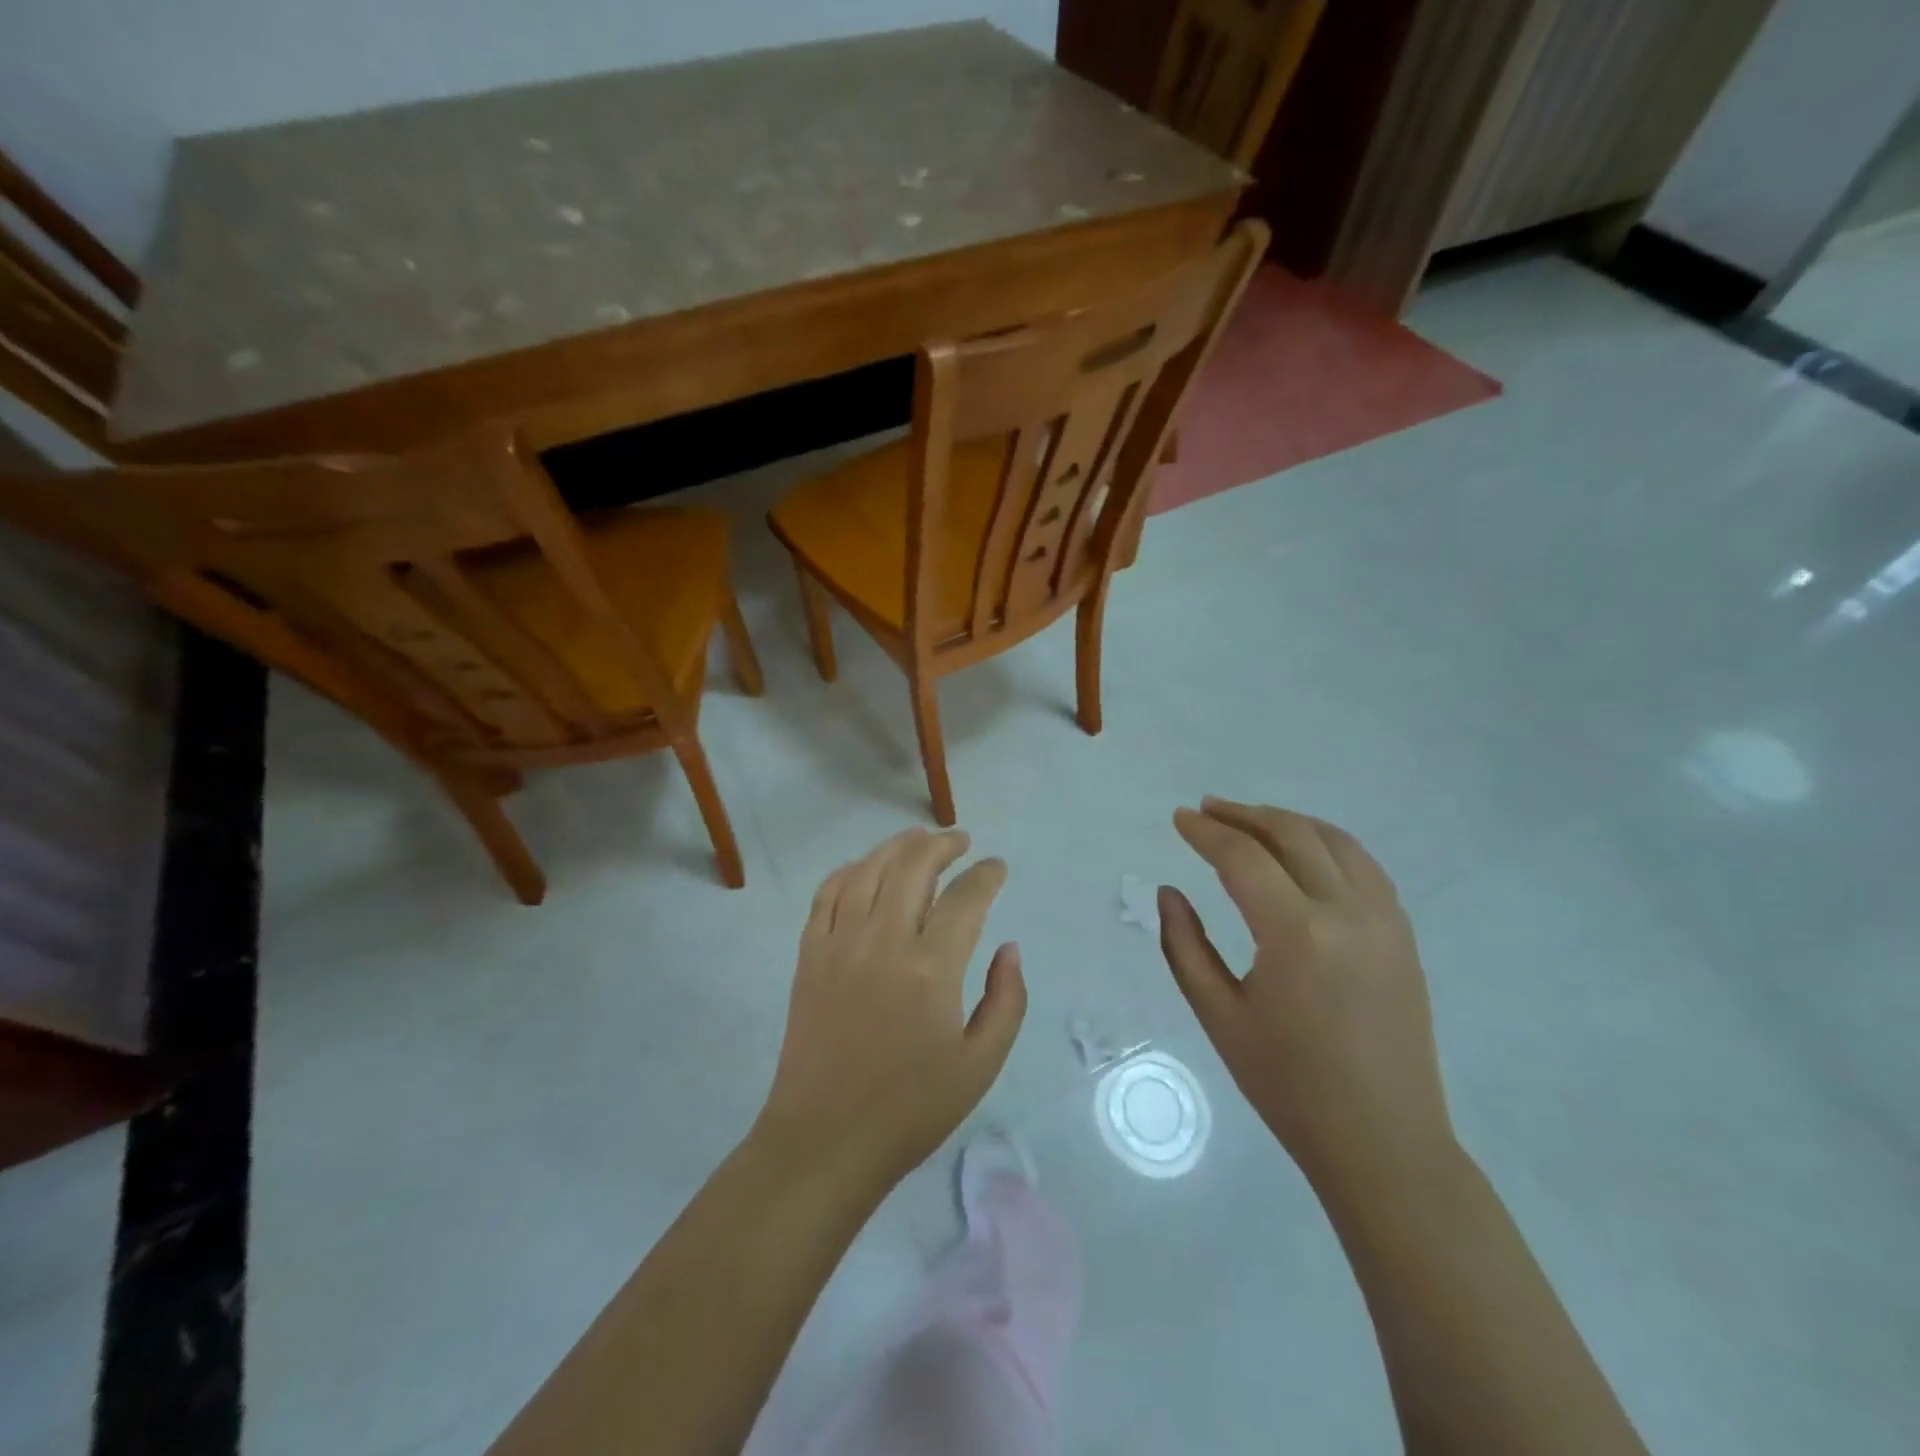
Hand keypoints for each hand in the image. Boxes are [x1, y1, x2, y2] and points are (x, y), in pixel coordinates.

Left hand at [757, 828, 1025, 1193]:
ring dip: (897, 846)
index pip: (966, 897)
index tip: (997, 867)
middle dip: (943, 845)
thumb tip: (1007, 947)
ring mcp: (840, 943)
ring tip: (919, 839)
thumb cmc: (911, 1108)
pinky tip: (865, 868)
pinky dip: (850, 870)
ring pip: (869, 869)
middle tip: (961, 841)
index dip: (986, 875)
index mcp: (931, 968)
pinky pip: (828, 893)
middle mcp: (884, 941)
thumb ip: (1006, 1000)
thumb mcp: (981, 1064)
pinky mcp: (809, 954)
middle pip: (914, 866)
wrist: (825, 1139)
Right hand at [1159, 799, 1456, 1191]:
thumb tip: (1170, 892)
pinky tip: (1302, 850)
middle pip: (1292, 835)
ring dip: (1287, 822)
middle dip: (1244, 815)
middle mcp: (1347, 913)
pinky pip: (1363, 865)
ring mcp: (1385, 920)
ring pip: (1334, 840)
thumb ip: (1185, 946)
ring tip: (1249, 820)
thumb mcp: (1218, 1016)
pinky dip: (1325, 843)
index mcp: (1296, 935)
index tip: (1179, 818)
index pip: (1243, 858)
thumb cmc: (1288, 1084)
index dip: (1206, 832)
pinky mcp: (1403, 934)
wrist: (1383, 1141)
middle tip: (1207, 810)